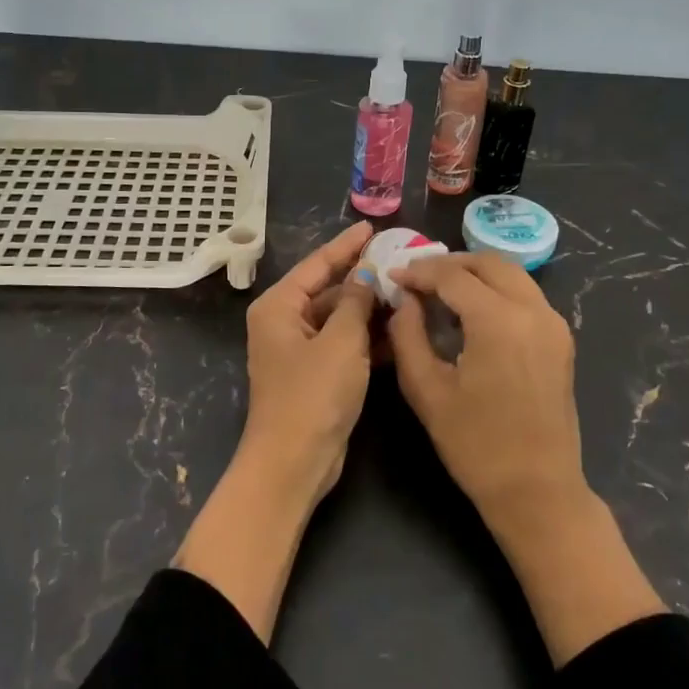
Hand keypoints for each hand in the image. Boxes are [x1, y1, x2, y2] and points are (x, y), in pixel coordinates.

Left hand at [172, 221, 375, 643]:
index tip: (373, 227)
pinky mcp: (316, 374)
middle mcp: (285, 322)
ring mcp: (300, 350)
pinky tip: (400, 329)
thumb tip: (365, 274)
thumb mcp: (341, 341)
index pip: (317, 264)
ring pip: (339, 318)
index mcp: (279, 306)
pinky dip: (367, 337)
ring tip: (408, 290)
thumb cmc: (312, 394)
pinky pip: (344, 344)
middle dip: (363, 278)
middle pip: (328, 290)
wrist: (294, 461)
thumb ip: (356, 301)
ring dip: (369, 308)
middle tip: (401, 260)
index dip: (346, 245)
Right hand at [390, 252, 666, 663]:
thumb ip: (407, 335)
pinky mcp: (561, 339)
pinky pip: (525, 295)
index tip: (393, 277)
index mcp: (499, 321)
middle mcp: (533, 311)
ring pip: (511, 274)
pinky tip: (471, 310)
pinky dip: (496, 289)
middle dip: (449, 264)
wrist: (537, 491)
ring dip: (475, 273)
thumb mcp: (426, 390)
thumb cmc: (475, 445)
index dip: (419, 272)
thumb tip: (403, 301)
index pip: (452, 276)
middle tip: (416, 278)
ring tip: (440, 290)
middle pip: (488, 263)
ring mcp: (553, 324)